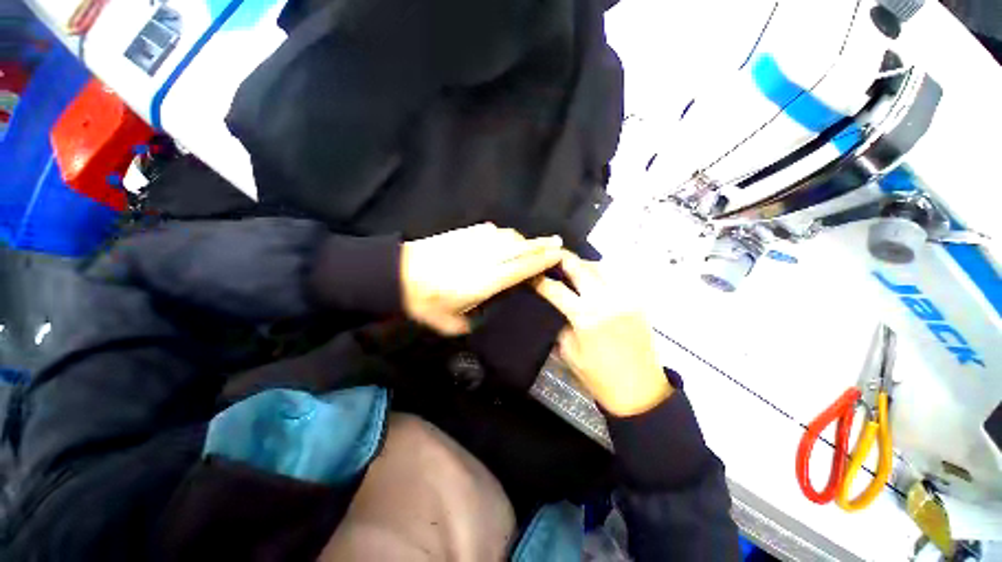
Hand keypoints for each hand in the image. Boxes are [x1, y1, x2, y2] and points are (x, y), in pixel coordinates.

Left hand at [401, 223, 562, 335]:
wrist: (397, 274)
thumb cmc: (425, 303)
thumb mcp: (451, 324)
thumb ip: (474, 320)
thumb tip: (486, 311)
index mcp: (486, 281)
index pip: (522, 268)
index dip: (541, 261)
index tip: (557, 255)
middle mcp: (486, 259)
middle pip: (521, 248)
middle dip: (541, 245)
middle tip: (557, 243)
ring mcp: (475, 243)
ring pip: (508, 237)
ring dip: (524, 240)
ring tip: (534, 244)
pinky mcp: (464, 233)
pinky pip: (491, 231)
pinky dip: (503, 235)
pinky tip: (505, 238)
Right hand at [534, 251, 671, 416]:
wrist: (641, 391)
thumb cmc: (599, 377)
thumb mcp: (569, 353)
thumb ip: (562, 325)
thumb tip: (559, 308)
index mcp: (586, 316)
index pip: (556, 290)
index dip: (540, 281)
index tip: (531, 275)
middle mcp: (606, 300)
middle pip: (580, 267)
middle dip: (562, 258)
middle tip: (551, 256)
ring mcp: (625, 298)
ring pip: (602, 266)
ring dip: (584, 264)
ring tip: (573, 269)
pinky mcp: (638, 301)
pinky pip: (617, 278)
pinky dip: (602, 274)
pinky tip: (594, 281)